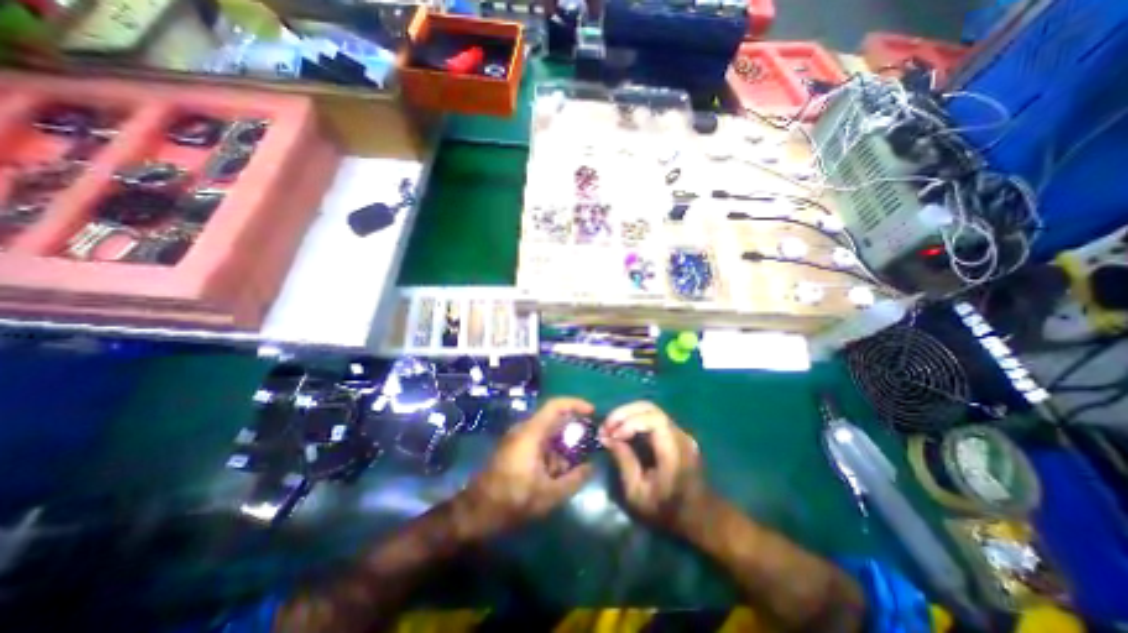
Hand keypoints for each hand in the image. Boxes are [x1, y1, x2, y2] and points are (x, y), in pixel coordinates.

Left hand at [457, 397, 597, 535]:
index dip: (575, 404)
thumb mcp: (548, 495)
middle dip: (571, 431)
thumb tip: (591, 467)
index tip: (591, 412)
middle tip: (587, 444)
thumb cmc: (512, 500)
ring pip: (546, 433)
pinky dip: (550, 453)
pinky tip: (554, 474)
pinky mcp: (513, 448)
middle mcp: (523, 429)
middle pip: (553, 419)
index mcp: (531, 433)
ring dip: (560, 446)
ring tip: (570, 467)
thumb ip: (574, 480)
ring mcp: (516, 438)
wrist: (475, 512)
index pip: (555, 405)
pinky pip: (537, 441)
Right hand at [598, 403, 710, 532]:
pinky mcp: (675, 433)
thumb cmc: (666, 511)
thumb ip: (624, 462)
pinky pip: (651, 417)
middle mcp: (680, 436)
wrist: (698, 516)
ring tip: (610, 427)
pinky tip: (622, 430)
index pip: (654, 420)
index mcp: (674, 452)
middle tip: (605, 426)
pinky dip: (633, 419)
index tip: (613, 436)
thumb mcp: (638, 495)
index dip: (630, 421)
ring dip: (626, 414)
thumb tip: (608, 438)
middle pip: (650, 408)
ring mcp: (679, 432)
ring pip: (649, 409)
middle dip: (624, 413)